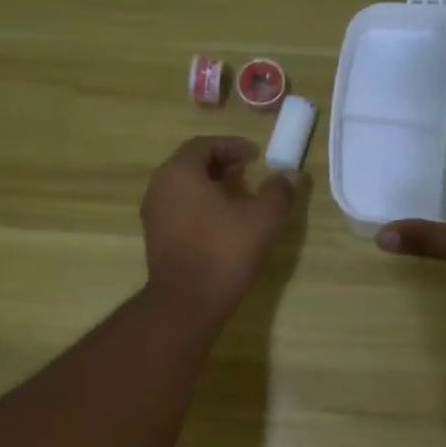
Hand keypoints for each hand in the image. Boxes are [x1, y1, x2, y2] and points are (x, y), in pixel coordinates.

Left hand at [141, 137, 299, 323]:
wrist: (187, 301)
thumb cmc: (224, 251)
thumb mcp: (262, 219)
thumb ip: (278, 192)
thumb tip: (292, 175)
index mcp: (180, 172)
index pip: (204, 145)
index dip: (232, 146)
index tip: (255, 154)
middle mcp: (159, 186)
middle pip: (191, 164)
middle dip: (221, 163)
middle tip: (248, 171)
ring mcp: (153, 213)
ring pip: (184, 187)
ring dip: (210, 185)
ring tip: (238, 196)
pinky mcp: (155, 237)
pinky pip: (178, 208)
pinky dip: (199, 204)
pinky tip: (221, 221)